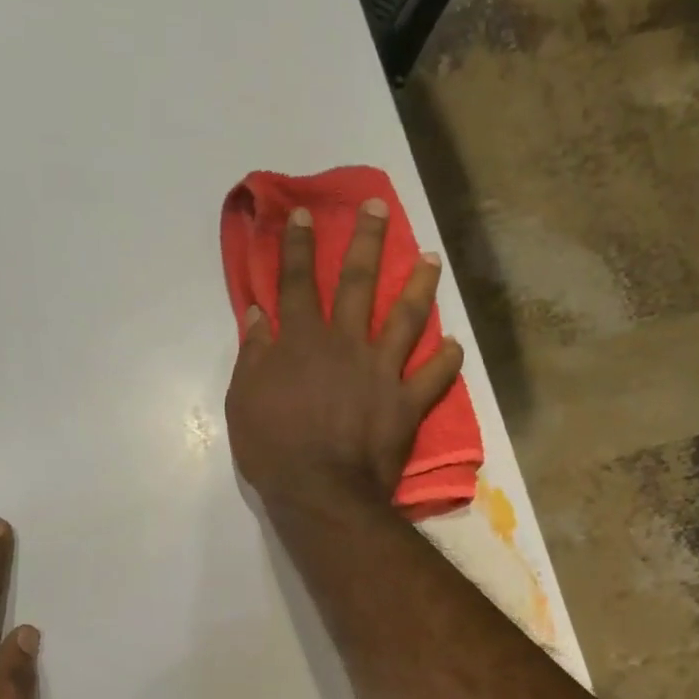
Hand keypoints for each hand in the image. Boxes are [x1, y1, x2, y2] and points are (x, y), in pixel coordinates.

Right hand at [225, 200, 462, 514]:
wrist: (322, 492)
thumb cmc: (274, 449)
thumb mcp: (244, 400)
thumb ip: (253, 354)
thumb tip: (257, 314)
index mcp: (302, 341)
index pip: (297, 283)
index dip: (297, 246)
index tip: (303, 214)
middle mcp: (346, 344)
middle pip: (357, 283)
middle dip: (367, 240)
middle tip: (379, 207)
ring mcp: (382, 371)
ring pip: (406, 317)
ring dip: (420, 285)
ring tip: (432, 259)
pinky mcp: (407, 402)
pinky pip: (434, 377)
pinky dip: (447, 360)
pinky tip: (455, 344)